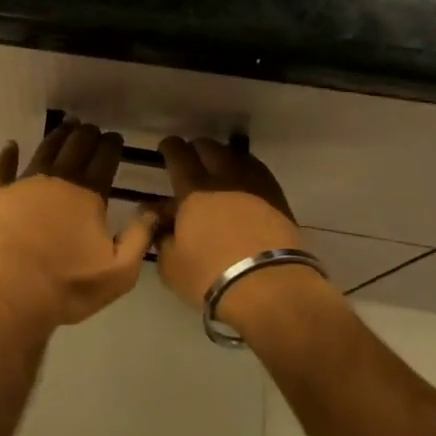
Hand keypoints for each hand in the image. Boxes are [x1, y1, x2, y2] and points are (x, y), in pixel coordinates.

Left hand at [0, 120, 158, 334]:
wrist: (9, 294)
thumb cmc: (68, 286)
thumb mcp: (118, 272)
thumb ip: (140, 237)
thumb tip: (155, 208)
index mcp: (88, 194)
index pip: (105, 158)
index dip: (112, 145)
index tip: (115, 138)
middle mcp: (58, 179)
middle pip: (76, 146)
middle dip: (87, 134)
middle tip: (93, 130)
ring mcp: (25, 183)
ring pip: (45, 149)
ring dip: (58, 136)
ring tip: (66, 128)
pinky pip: (4, 167)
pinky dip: (9, 154)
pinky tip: (11, 145)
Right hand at [154, 137, 308, 312]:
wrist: (270, 288)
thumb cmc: (211, 276)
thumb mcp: (171, 264)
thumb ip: (161, 236)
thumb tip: (157, 220)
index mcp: (193, 189)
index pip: (178, 154)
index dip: (170, 147)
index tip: (166, 149)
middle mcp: (224, 178)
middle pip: (209, 147)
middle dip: (197, 149)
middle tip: (192, 160)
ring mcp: (255, 185)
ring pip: (236, 156)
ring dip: (224, 157)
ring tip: (219, 170)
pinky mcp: (278, 199)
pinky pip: (258, 172)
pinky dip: (246, 171)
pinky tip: (244, 185)